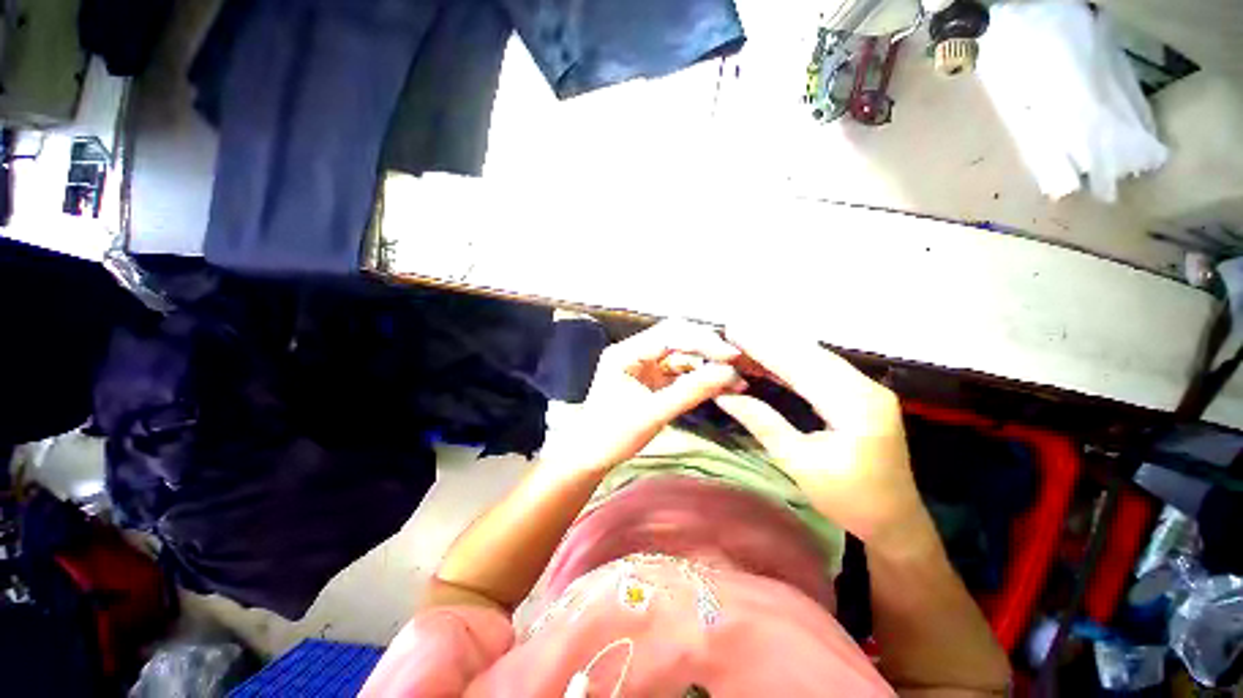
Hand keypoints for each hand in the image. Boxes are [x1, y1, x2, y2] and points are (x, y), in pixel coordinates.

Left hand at [543, 320, 744, 473]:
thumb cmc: (613, 436)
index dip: (702, 341)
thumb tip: (729, 374)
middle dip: (707, 349)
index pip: (669, 334)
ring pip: (681, 354)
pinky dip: (699, 376)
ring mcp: (643, 363)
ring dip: (707, 364)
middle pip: (677, 338)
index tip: (732, 356)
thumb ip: (690, 391)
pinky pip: (679, 370)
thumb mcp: (653, 414)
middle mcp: (634, 351)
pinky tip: (719, 384)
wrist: (591, 456)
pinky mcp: (651, 377)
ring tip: (734, 379)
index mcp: (625, 352)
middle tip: (738, 364)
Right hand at [714, 328, 935, 556]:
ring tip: (746, 338)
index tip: (734, 330)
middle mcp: (865, 388)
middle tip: (734, 328)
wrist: (895, 522)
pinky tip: (770, 359)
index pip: (801, 365)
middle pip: (810, 354)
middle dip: (769, 340)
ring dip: (779, 348)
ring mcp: (866, 389)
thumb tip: (724, 395)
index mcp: (854, 406)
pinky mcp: (860, 395)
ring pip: (816, 358)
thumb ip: (762, 422)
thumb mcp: (799, 463)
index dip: (764, 347)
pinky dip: (792, 362)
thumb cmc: (848, 499)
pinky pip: (821, 370)